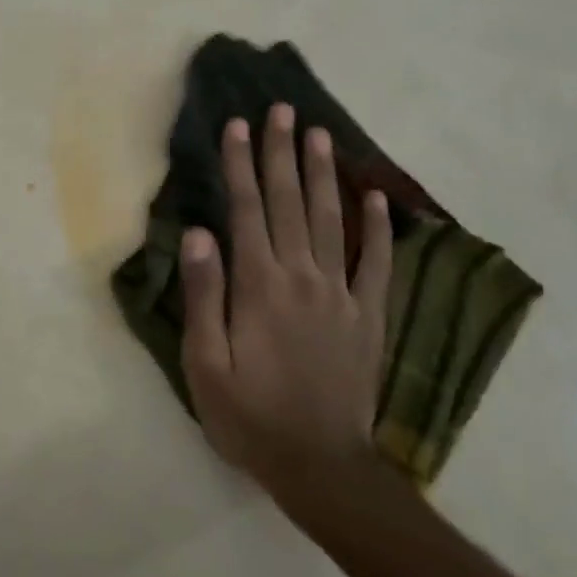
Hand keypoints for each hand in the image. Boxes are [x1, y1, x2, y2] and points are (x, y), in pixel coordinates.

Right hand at [179, 103, 393, 494]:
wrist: (321, 467)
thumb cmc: (251, 416)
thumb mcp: (206, 364)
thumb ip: (204, 296)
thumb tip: (198, 233)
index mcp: (259, 285)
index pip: (246, 209)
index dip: (240, 164)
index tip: (239, 125)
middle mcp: (301, 276)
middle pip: (289, 201)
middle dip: (282, 152)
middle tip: (282, 109)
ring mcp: (341, 293)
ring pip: (331, 219)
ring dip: (323, 174)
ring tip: (320, 134)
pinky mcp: (369, 314)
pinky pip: (376, 262)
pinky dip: (378, 227)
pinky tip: (377, 197)